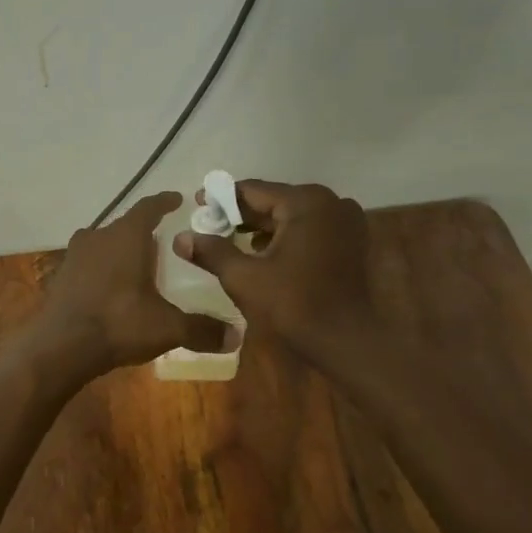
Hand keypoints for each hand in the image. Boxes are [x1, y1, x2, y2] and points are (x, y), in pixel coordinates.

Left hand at [32, 192, 227, 376]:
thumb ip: (202, 329)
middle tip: (163, 243)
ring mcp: (74, 255)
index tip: (177, 199)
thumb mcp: (168, 327)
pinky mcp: (61, 276)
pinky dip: (102, 270)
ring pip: (104, 244)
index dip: (165, 202)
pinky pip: (88, 265)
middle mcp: (98, 236)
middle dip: (144, 232)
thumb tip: (237, 336)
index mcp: (126, 235)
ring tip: (139, 266)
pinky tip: (112, 289)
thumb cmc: (119, 323)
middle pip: (125, 226)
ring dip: (120, 251)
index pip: (149, 207)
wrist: (61, 347)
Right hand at [175, 180, 371, 361]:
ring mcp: (346, 222)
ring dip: (263, 227)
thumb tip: (180, 238)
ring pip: (292, 217)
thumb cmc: (294, 305)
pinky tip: (263, 254)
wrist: (346, 342)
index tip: (197, 205)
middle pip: (275, 201)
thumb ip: (212, 252)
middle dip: (241, 215)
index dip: (221, 198)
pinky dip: (285, 237)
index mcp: (305, 202)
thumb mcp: (244, 277)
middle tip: (210, 225)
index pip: (253, 191)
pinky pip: (309, 230)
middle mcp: (330, 202)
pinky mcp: (352, 242)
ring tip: (231, 240)